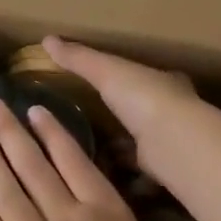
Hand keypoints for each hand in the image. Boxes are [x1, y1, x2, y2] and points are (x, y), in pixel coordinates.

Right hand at [40, 36, 206, 179]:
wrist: (173, 143)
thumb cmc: (143, 97)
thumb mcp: (106, 71)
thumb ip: (79, 58)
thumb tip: (47, 39)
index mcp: (164, 82)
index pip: (145, 76)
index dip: (128, 79)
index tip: (107, 84)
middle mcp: (172, 110)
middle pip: (145, 109)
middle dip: (125, 115)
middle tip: (94, 122)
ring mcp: (171, 141)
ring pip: (145, 141)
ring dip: (124, 147)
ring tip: (92, 153)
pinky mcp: (164, 170)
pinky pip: (141, 172)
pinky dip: (125, 176)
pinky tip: (105, 181)